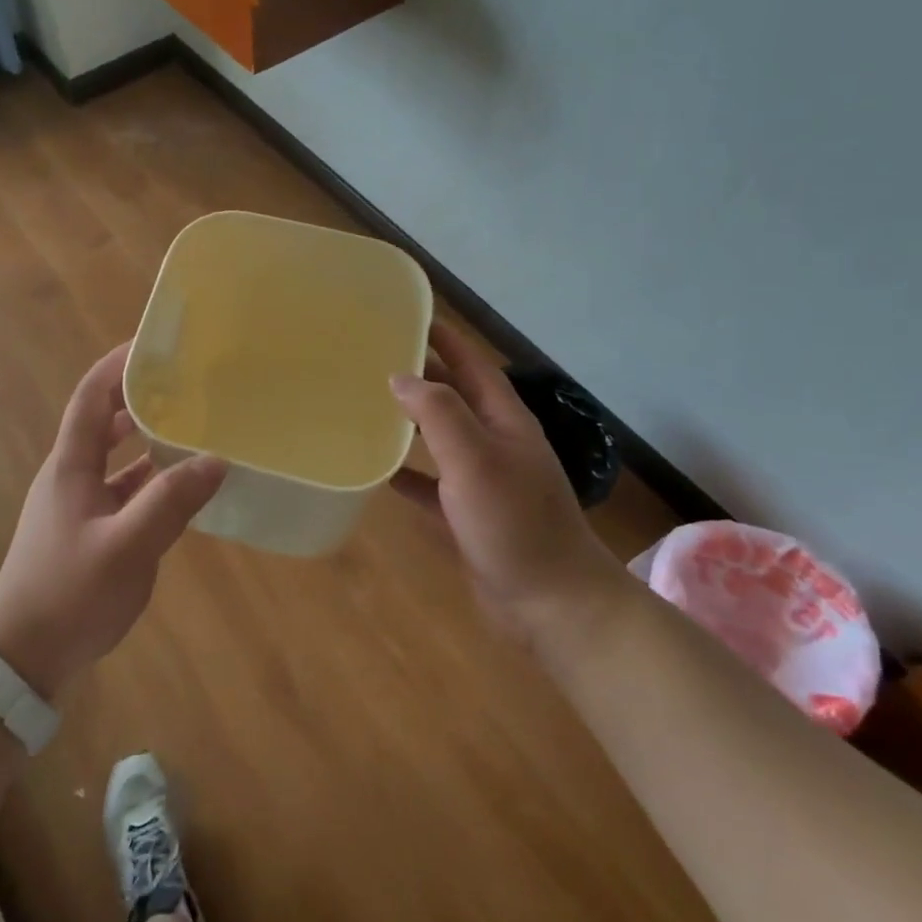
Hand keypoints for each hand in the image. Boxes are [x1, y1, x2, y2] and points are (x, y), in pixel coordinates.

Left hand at [0, 343, 226, 699]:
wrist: (23, 655)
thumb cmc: (69, 593)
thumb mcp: (127, 547)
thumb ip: (171, 502)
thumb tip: (215, 459)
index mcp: (71, 466)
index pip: (91, 397)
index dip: (117, 366)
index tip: (152, 345)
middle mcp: (72, 477)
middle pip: (104, 422)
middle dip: (139, 398)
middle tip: (183, 385)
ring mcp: (79, 506)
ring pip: (117, 459)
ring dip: (148, 440)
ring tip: (191, 428)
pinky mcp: (89, 532)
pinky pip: (124, 492)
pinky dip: (150, 481)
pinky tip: (181, 488)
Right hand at [390, 322, 623, 637]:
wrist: (552, 603)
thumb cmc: (514, 522)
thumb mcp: (475, 459)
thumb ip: (438, 413)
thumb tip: (400, 377)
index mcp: (504, 421)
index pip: (472, 365)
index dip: (445, 339)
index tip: (410, 317)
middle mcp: (496, 444)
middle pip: (455, 398)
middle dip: (422, 376)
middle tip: (375, 360)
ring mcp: (484, 482)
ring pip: (441, 440)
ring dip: (411, 423)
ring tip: (369, 407)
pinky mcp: (469, 517)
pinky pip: (432, 486)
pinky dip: (408, 475)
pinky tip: (379, 473)